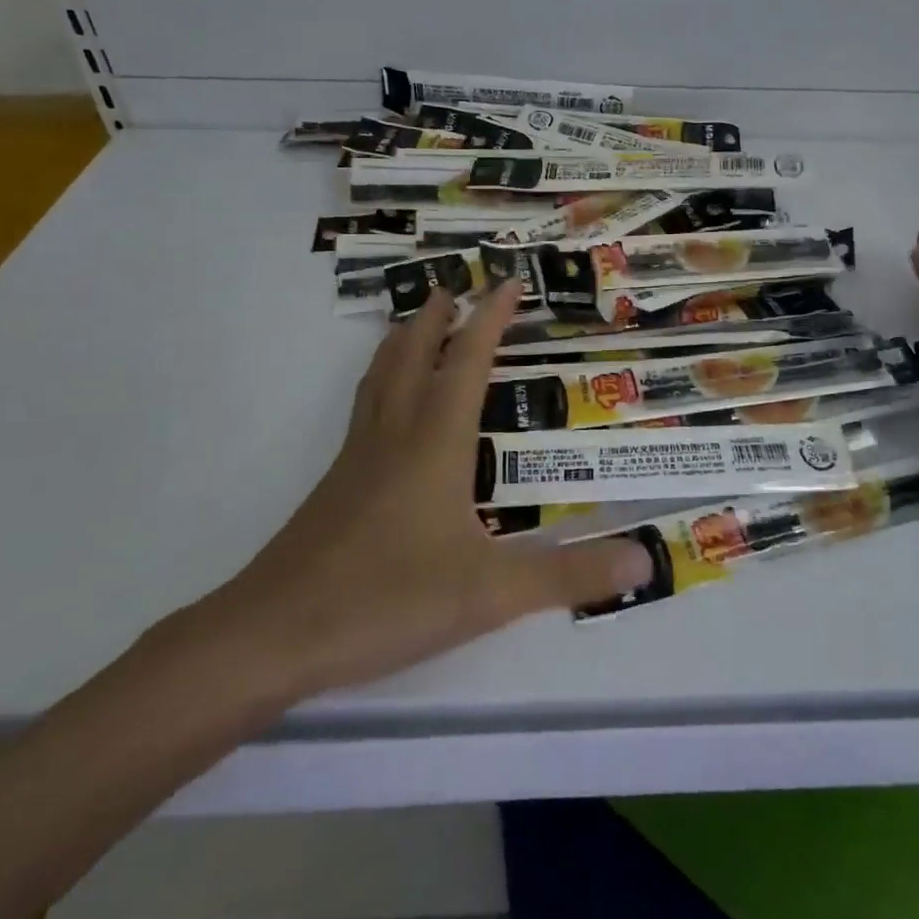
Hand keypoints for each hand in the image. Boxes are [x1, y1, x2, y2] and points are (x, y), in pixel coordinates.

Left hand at [204, 283, 652, 698]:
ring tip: (414, 323)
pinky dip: (381, 384)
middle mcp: (395, 435)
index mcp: (435, 441)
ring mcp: (358, 459)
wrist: (273, 635)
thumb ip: (569, 575)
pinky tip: (386, 412)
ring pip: (381, 380)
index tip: (508, 283)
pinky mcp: (336, 487)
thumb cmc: (387, 599)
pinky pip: (365, 411)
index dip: (490, 318)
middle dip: (437, 318)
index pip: (468, 361)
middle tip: (452, 286)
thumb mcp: (491, 593)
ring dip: (402, 343)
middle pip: (413, 356)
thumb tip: (645, 558)